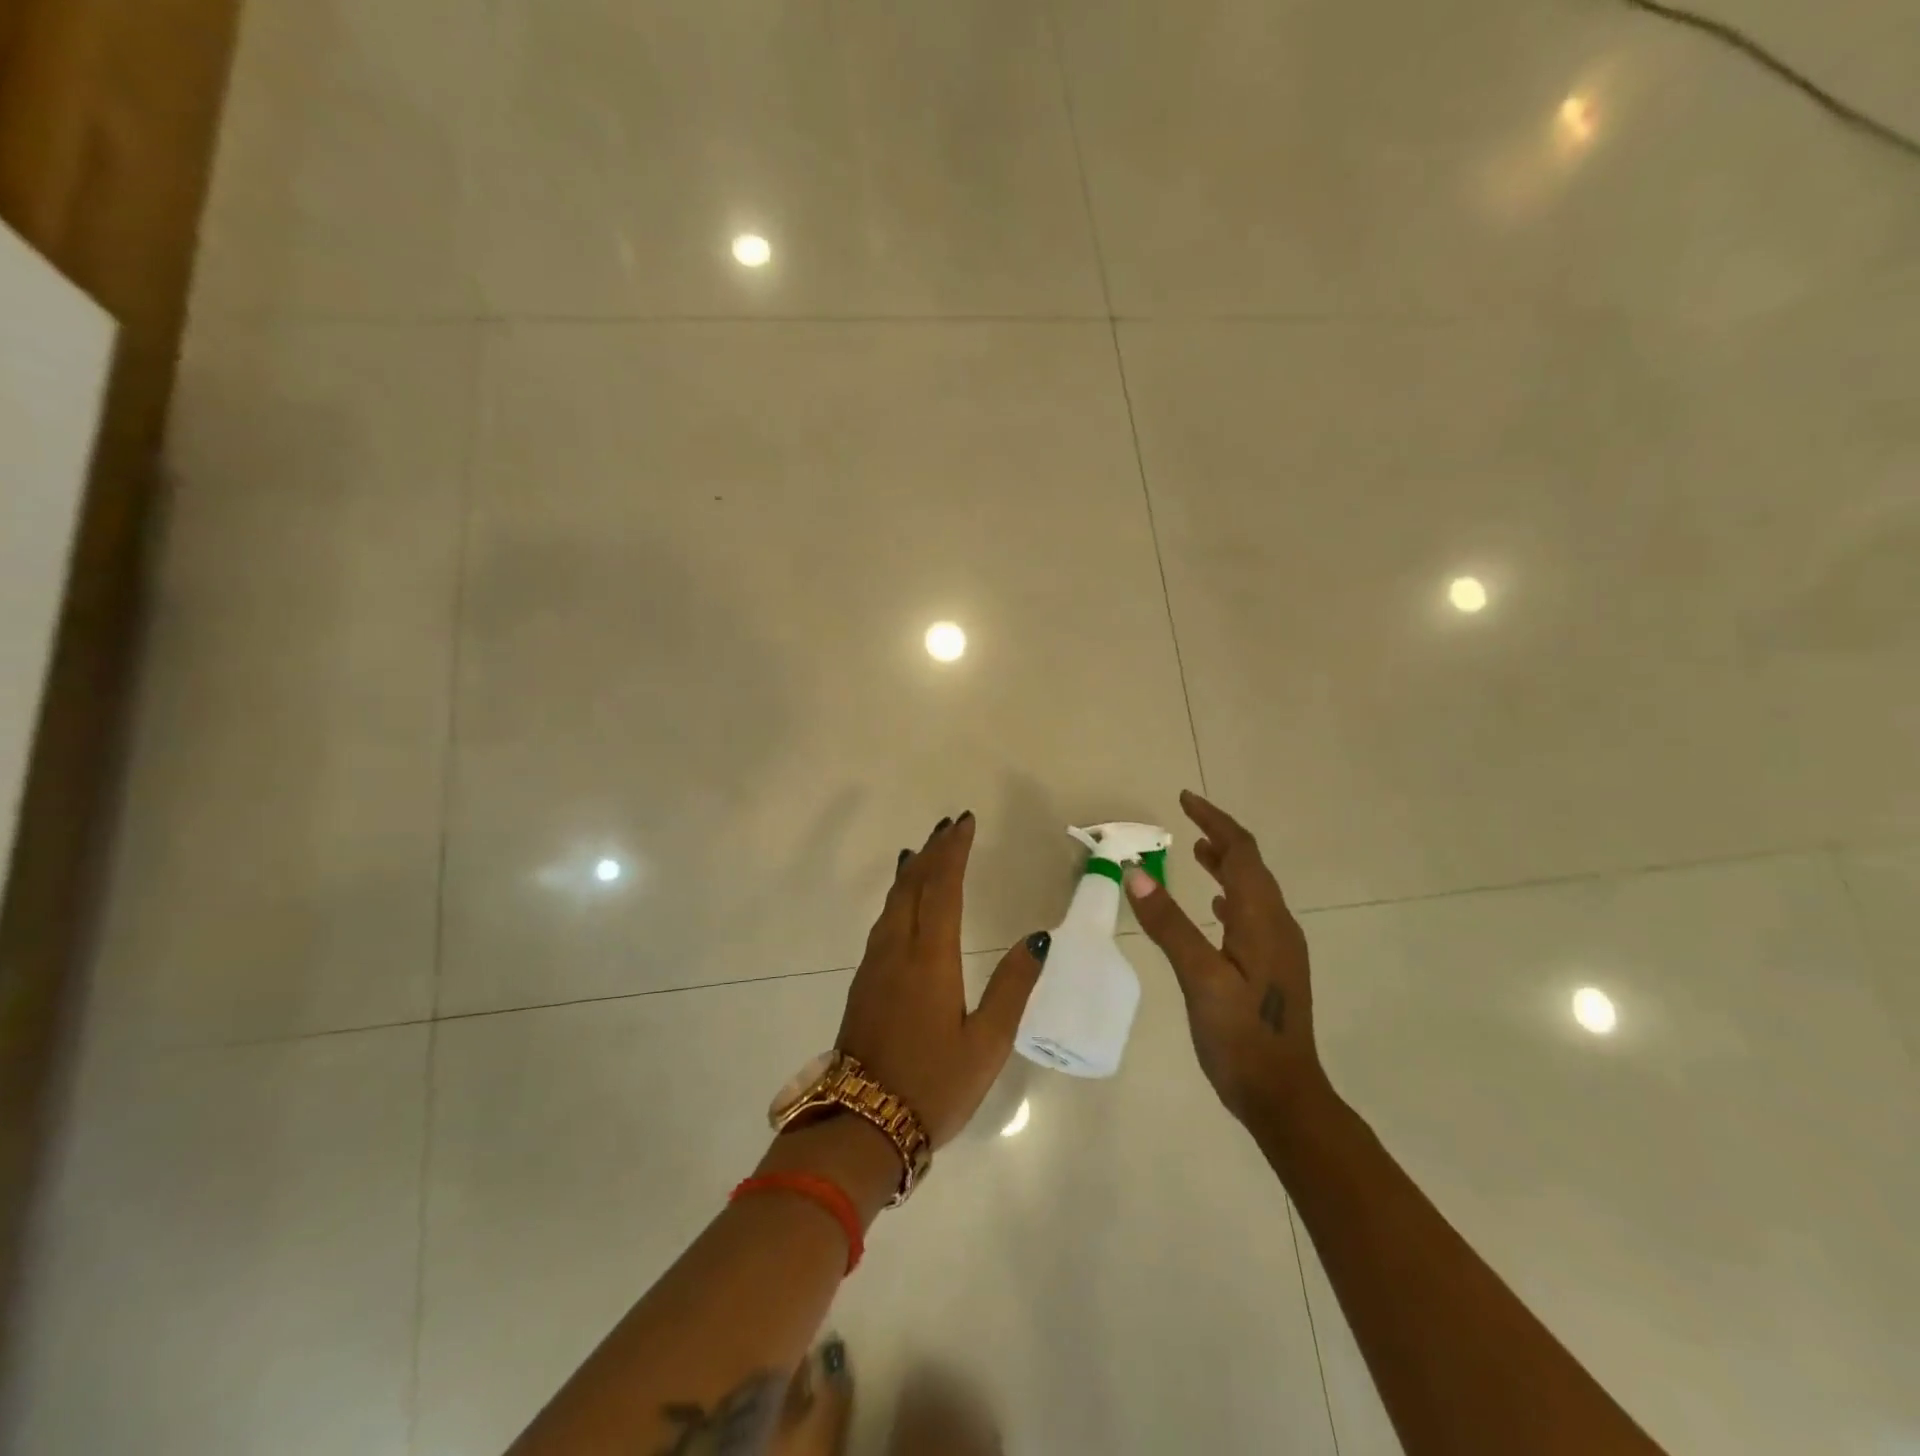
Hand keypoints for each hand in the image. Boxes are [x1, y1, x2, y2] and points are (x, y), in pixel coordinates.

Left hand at [836, 813, 1050, 1147]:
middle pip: (913, 886)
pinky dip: (898, 896)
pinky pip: (883, 921)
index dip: (954, 852)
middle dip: (932, 851)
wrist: (863, 1125)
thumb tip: (1038, 938)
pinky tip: (902, 899)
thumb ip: (1013, 986)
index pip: (943, 888)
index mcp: (930, 959)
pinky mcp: (863, 982)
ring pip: (893, 902)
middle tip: (949, 826)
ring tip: (926, 851)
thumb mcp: (988, 1043)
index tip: (965, 823)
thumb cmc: (934, 1085)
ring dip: (912, 871)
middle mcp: (897, 951)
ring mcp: (874, 966)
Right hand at [1124, 790, 1324, 1124]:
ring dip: (1226, 865)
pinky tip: (1215, 907)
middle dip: (1220, 837)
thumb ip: (1168, 924)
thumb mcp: (1198, 978)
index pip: (1241, 852)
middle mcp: (1277, 925)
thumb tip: (1135, 871)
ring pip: (1252, 890)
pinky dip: (1230, 895)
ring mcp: (1279, 948)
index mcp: (1262, 919)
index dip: (1214, 821)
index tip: (1185, 799)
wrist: (1284, 1096)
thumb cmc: (1240, 1037)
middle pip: (1251, 866)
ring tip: (1196, 851)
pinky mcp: (1272, 968)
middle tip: (1186, 820)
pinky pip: (1251, 914)